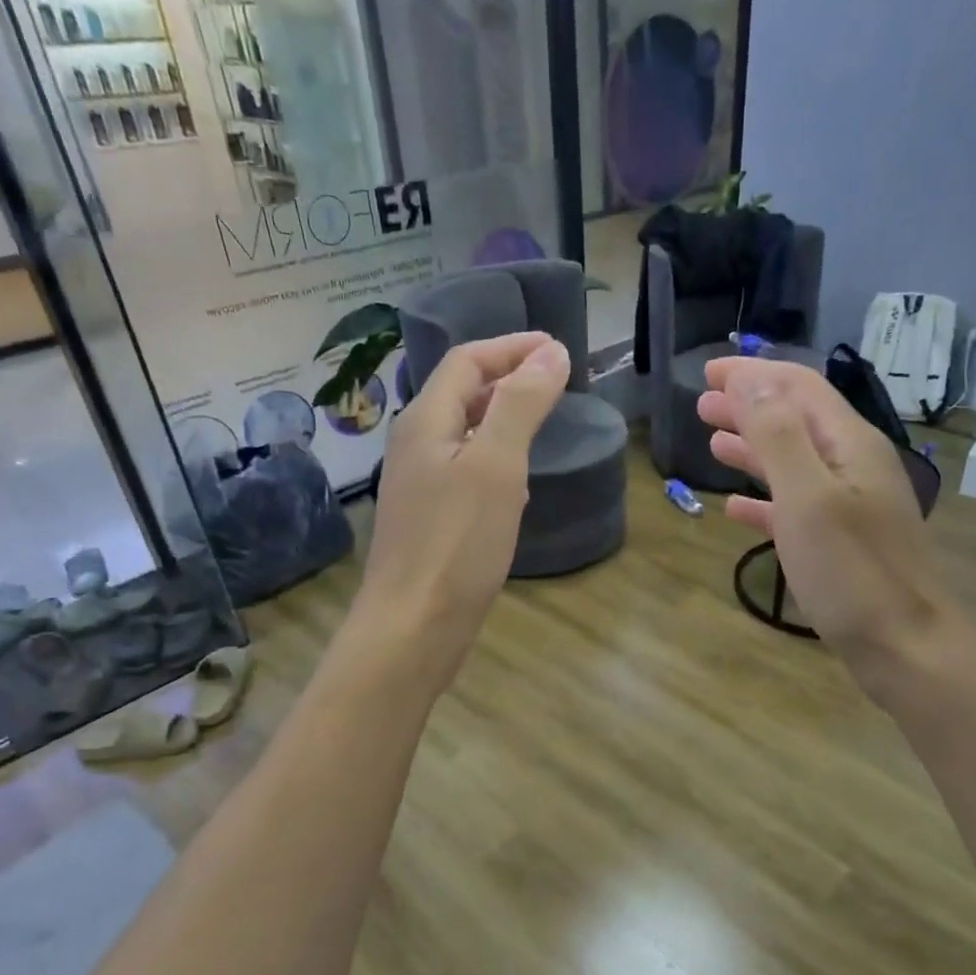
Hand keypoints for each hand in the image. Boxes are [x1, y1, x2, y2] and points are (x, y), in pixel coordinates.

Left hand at [355, 330, 568, 682]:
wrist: (413, 627)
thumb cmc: (456, 544)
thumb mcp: (496, 466)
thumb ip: (522, 405)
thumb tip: (552, 353)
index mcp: (425, 422)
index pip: (467, 360)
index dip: (513, 347)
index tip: (561, 350)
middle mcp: (416, 446)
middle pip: (462, 393)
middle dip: (509, 379)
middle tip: (558, 384)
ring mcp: (421, 486)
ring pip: (465, 434)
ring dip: (504, 419)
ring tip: (544, 424)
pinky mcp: (431, 521)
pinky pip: (466, 473)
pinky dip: (496, 462)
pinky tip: (517, 487)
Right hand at [698, 357, 963, 695]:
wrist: (906, 647)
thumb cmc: (853, 572)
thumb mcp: (808, 498)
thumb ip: (779, 437)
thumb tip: (752, 383)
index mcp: (849, 444)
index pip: (798, 388)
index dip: (753, 374)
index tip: (707, 371)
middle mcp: (853, 466)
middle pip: (795, 420)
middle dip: (748, 406)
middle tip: (702, 405)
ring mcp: (850, 506)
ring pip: (793, 462)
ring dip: (752, 448)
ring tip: (712, 442)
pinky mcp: (841, 543)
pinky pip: (794, 506)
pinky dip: (763, 498)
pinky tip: (735, 508)